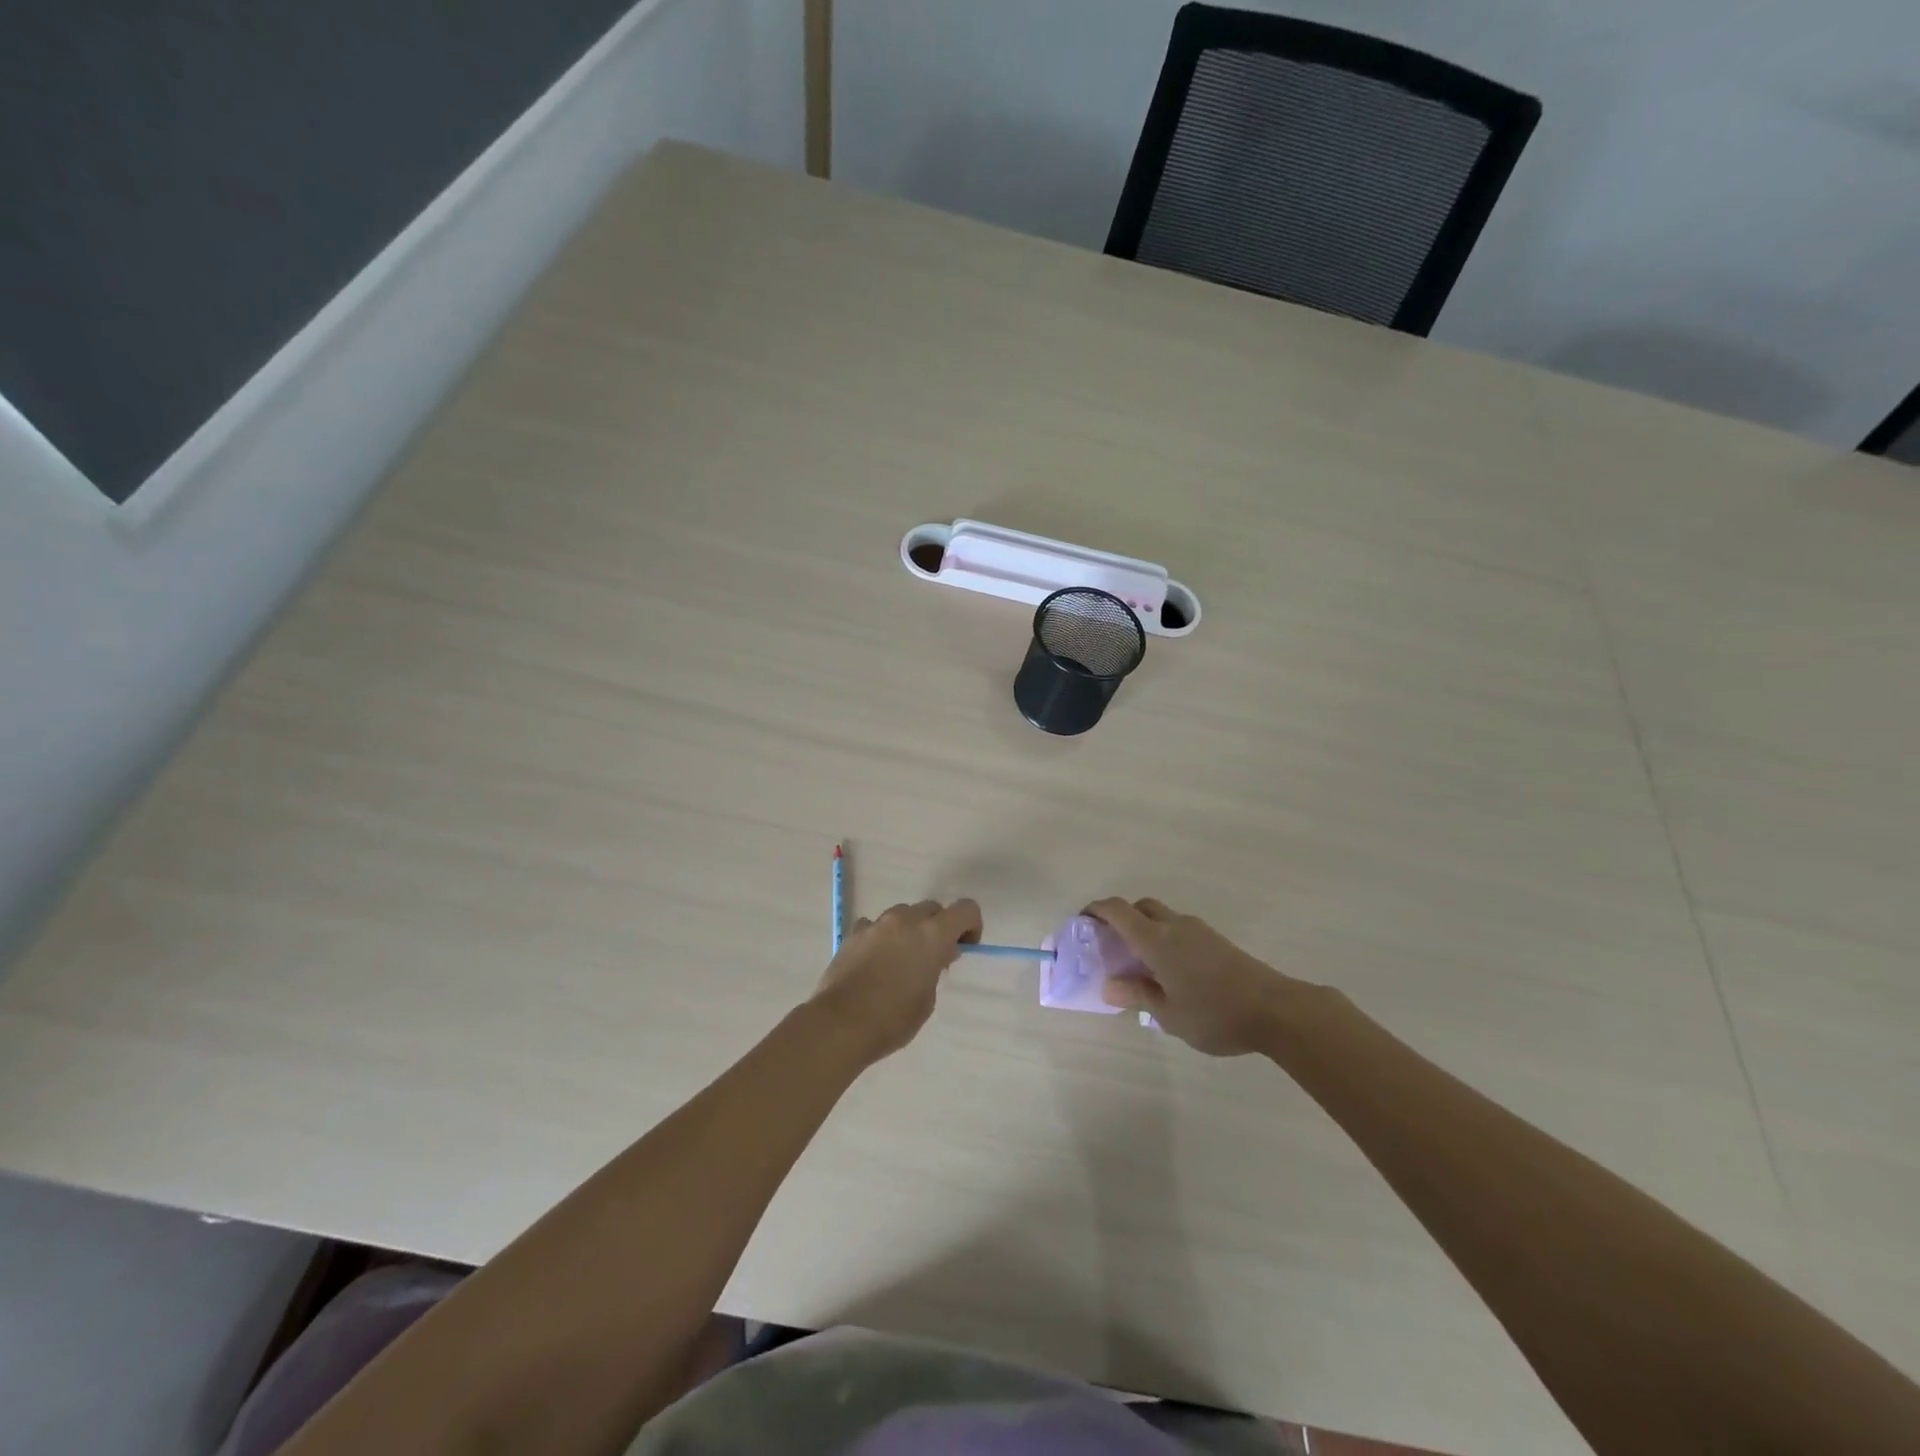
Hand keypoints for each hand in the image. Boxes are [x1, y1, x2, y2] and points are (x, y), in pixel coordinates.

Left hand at [810, 899, 982, 1062]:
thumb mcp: (927, 998)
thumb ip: (935, 968)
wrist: (841, 1023)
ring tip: (900, 960)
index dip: (971, 925)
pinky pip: (874, 926)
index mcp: (932, 934)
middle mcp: (905, 920)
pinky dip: (881, 937)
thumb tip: (935, 956)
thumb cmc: (893, 1018)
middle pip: (932, 908)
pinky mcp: (853, 934)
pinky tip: (875, 961)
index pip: (965, 909)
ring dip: (909, 930)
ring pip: (902, 914)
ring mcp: (876, 924)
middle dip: (938, 927)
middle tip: (933, 957)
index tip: (964, 947)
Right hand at [1086, 897, 1302, 1055]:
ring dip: (1146, 930)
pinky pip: (1180, 930)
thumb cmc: (1214, 1013)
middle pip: (1141, 907)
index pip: (1118, 910)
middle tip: (1112, 946)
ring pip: (1163, 918)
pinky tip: (1171, 972)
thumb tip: (1108, 985)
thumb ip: (1137, 995)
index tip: (1082, 921)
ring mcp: (1199, 931)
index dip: (1096, 910)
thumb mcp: (1168, 1014)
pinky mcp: (1217, 941)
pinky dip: (1166, 939)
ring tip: (1142, 965)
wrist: (1276, 1010)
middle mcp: (1175, 926)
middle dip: (1122, 918)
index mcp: (1156, 940)